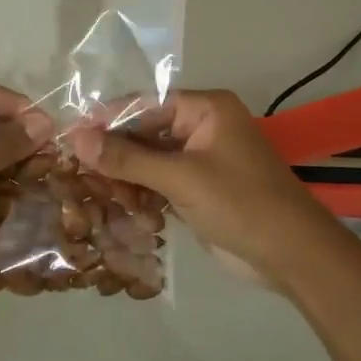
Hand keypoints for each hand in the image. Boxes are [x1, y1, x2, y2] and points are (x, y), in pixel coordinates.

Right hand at [68, 90, 344, 287]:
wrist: (292, 255)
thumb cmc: (241, 204)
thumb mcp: (181, 178)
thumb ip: (127, 158)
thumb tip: (75, 138)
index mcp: (206, 109)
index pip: (144, 104)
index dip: (106, 119)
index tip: (68, 134)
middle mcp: (201, 127)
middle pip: (144, 132)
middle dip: (114, 153)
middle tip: (76, 170)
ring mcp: (200, 159)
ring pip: (148, 160)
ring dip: (126, 178)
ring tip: (97, 192)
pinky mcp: (198, 189)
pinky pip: (159, 182)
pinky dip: (142, 194)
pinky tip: (124, 209)